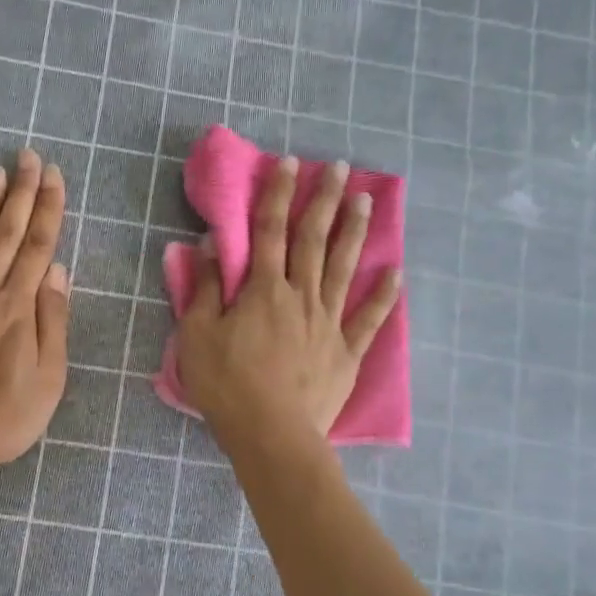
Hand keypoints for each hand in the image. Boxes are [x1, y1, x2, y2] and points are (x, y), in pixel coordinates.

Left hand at [0, 150, 69, 473]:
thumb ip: (52, 322)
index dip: (47, 208)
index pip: (37, 246)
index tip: (54, 176)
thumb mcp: (48, 379)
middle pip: (5, 234)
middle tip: (28, 156)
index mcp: (18, 309)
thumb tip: (57, 271)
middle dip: (20, 193)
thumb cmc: (3, 418)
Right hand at [177, 155, 400, 442]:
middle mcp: (301, 296)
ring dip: (354, 232)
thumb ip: (206, 289)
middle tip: (339, 166)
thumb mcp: (198, 335)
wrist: (271, 433)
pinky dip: (384, 296)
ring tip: (366, 200)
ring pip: (343, 269)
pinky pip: (368, 319)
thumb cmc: (227, 385)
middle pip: (313, 240)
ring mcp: (328, 323)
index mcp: (263, 290)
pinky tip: (396, 273)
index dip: (278, 194)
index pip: (269, 231)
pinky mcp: (346, 352)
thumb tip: (211, 244)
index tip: (290, 163)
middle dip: (323, 200)